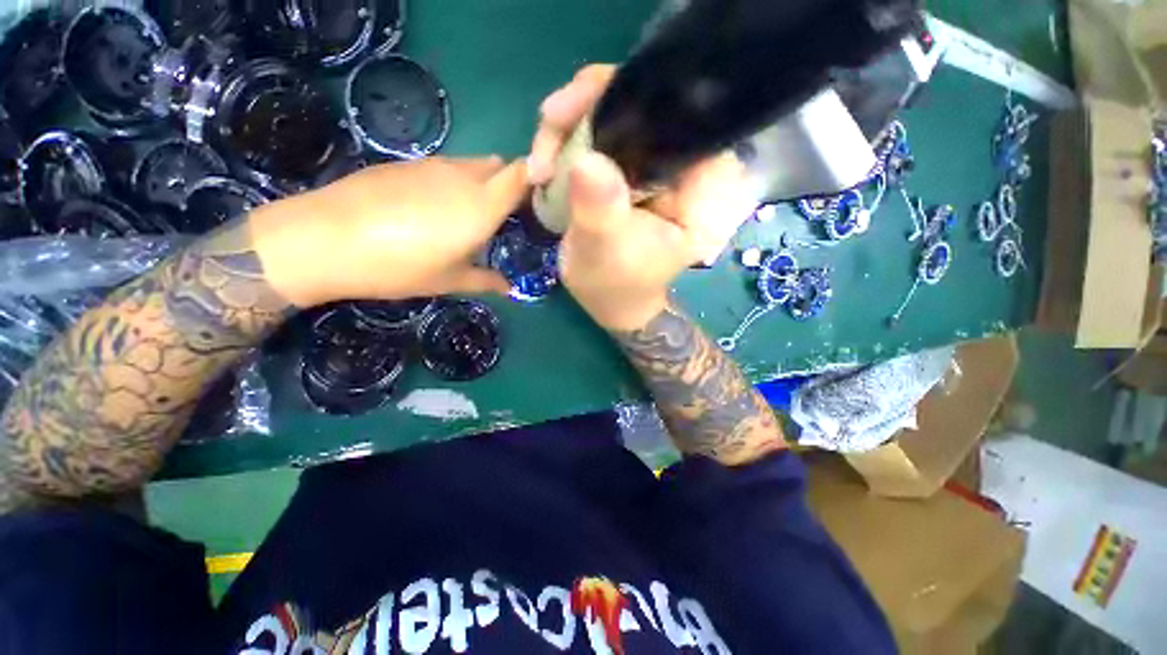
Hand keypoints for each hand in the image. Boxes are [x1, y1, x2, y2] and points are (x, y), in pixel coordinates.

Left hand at [249, 156, 527, 307]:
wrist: (325, 238)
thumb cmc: (400, 267)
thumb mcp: (450, 280)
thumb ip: (486, 280)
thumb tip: (510, 289)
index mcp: (482, 206)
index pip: (523, 174)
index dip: (536, 178)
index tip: (539, 197)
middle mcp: (463, 177)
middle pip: (500, 166)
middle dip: (509, 184)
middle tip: (505, 215)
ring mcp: (432, 166)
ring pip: (472, 165)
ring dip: (480, 183)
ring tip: (468, 214)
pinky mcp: (406, 164)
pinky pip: (444, 168)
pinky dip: (452, 182)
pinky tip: (431, 209)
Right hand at [531, 65, 754, 331]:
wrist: (606, 298)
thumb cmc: (615, 284)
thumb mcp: (607, 252)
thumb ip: (602, 209)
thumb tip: (586, 159)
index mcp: (699, 187)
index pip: (681, 115)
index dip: (635, 92)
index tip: (583, 101)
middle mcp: (681, 165)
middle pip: (643, 103)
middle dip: (590, 104)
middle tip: (549, 120)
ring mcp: (650, 164)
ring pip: (614, 113)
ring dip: (569, 125)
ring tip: (540, 162)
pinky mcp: (625, 168)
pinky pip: (596, 133)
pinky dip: (565, 141)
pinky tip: (544, 165)